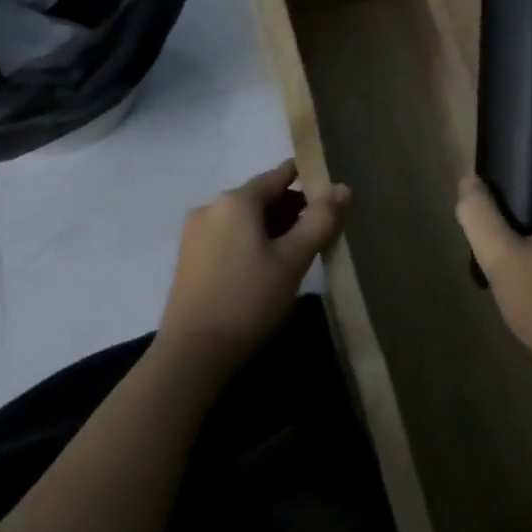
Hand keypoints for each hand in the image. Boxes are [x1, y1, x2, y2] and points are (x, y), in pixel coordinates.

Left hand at [157, 160, 347, 374]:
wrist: (191, 356)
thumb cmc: (248, 300)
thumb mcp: (293, 259)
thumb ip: (321, 219)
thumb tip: (343, 188)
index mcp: (236, 200)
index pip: (281, 175)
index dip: (310, 182)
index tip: (332, 199)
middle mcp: (211, 207)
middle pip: (262, 196)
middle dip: (292, 210)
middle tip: (318, 235)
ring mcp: (195, 233)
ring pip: (245, 218)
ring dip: (272, 228)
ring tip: (295, 255)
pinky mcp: (188, 258)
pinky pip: (229, 236)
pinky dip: (251, 242)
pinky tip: (265, 269)